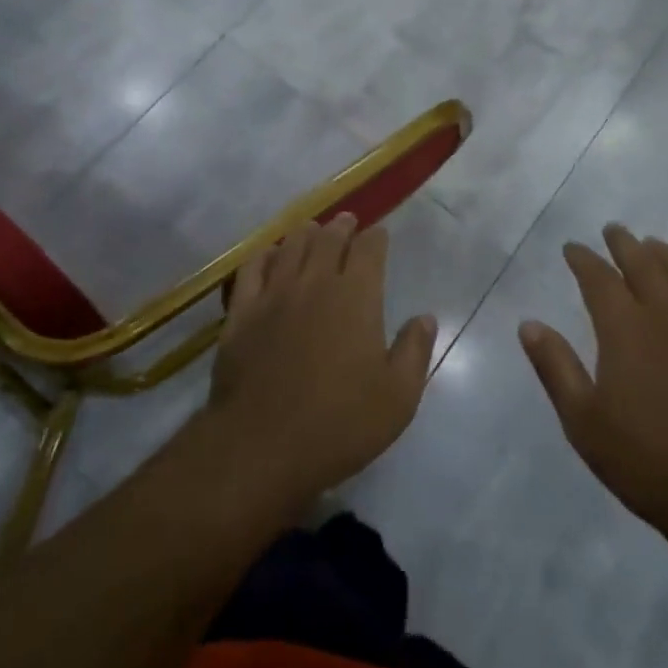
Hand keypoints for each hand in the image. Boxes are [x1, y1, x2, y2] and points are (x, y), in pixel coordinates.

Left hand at [206, 215, 436, 512]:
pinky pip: (252, 269)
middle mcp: (316, 283)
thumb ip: (414, 351)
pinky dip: (264, 255)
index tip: (379, 235)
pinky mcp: (242, 312)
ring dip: (305, 234)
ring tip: (312, 229)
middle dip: (341, 227)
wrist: (262, 446)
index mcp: (357, 297)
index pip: (369, 250)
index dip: (376, 238)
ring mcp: (274, 294)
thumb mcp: (397, 398)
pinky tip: (269, 254)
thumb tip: (425, 317)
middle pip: (329, 239)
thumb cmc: (338, 424)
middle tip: (346, 222)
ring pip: (291, 247)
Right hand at [519, 226, 667, 539]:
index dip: (583, 259)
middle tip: (614, 230)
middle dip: (625, 245)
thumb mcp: (584, 421)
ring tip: (655, 244)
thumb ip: (555, 367)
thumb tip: (528, 324)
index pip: (598, 278)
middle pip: (645, 265)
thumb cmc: (648, 461)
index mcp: (625, 329)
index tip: (572, 248)